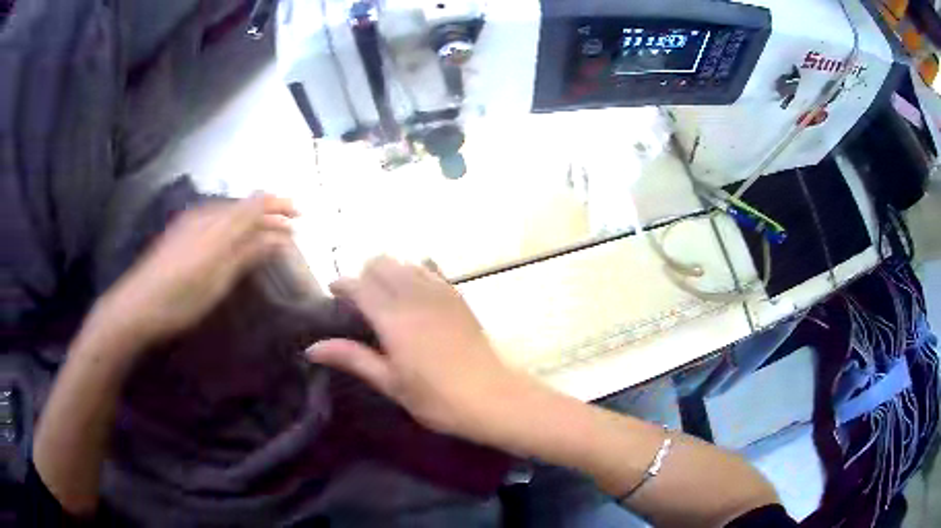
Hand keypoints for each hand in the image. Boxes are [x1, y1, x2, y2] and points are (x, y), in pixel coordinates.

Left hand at [93, 194, 297, 347]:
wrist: (137, 306)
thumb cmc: (180, 298)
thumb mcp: (218, 280)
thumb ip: (247, 253)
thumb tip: (279, 236)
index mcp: (217, 225)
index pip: (255, 204)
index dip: (279, 205)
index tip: (300, 215)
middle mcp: (206, 215)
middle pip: (243, 205)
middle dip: (269, 212)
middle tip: (290, 226)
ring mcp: (191, 222)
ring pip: (229, 212)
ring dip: (251, 219)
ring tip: (268, 232)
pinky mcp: (182, 233)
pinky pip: (215, 219)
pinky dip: (233, 225)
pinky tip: (234, 236)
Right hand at [306, 257, 525, 441]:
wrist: (492, 396)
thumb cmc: (436, 398)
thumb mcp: (390, 383)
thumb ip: (352, 358)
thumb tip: (312, 348)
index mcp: (393, 318)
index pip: (359, 284)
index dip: (341, 284)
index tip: (333, 293)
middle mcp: (414, 295)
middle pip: (381, 263)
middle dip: (365, 273)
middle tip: (359, 299)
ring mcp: (440, 292)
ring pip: (406, 262)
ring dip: (390, 270)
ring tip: (385, 294)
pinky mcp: (458, 296)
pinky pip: (432, 269)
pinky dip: (416, 271)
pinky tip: (415, 290)